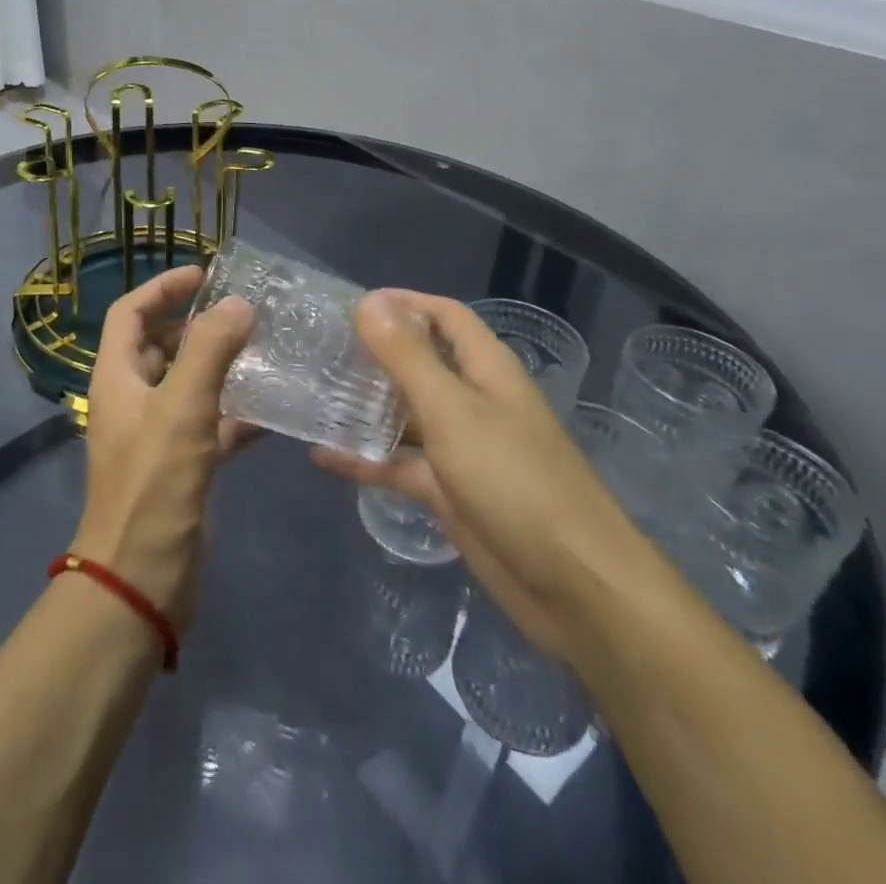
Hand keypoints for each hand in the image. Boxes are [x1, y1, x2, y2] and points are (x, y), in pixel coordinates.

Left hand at [70, 265, 253, 633]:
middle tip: (245, 314)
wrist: (142, 578)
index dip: (163, 287)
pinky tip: (274, 410)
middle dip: (198, 325)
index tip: (204, 274)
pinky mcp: (181, 465)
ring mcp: (156, 434)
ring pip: (189, 385)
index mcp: (117, 377)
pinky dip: (236, 413)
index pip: (131, 312)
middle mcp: (132, 399)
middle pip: (160, 345)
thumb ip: (210, 350)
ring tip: (265, 351)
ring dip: (220, 366)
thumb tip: (238, 304)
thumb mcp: (182, 408)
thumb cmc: (154, 484)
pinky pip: (210, 425)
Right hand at [314, 290, 648, 658]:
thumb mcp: (452, 410)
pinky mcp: (449, 492)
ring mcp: (461, 448)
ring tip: (311, 393)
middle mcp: (472, 399)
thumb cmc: (513, 480)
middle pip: (420, 362)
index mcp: (484, 368)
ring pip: (405, 414)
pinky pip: (400, 465)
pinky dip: (365, 459)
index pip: (443, 315)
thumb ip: (407, 357)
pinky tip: (321, 455)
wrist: (574, 586)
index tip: (348, 305)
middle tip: (318, 348)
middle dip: (374, 353)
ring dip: (365, 404)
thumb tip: (368, 300)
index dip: (403, 302)